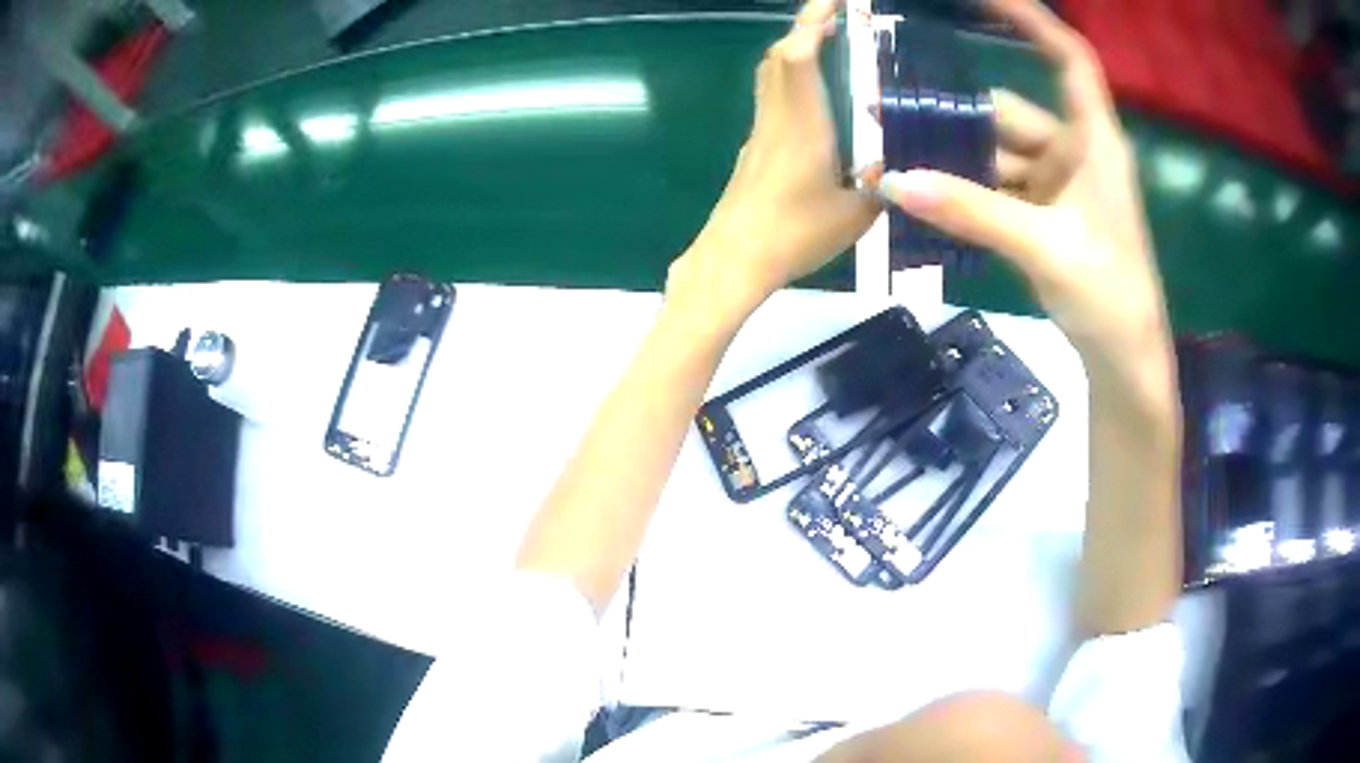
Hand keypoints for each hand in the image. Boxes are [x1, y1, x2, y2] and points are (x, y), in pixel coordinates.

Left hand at [668, 0, 879, 321]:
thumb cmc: (795, 233)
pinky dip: (792, 81)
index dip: (813, 20)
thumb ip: (882, 185)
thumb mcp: (857, 213)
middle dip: (806, 28)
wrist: (734, 260)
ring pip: (771, 75)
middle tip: (841, 20)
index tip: (836, 1)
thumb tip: (901, 170)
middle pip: (779, 55)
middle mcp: (776, 116)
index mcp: (802, 122)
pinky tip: (819, 102)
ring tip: (834, 49)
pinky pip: (772, 99)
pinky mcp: (755, 149)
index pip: (797, 54)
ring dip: (797, 51)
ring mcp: (760, 131)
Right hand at [876, 0, 1170, 384]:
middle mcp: (1073, 152)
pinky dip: (962, 194)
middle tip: (889, 120)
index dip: (1032, 21)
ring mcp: (1055, 186)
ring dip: (951, 163)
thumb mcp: (1044, 248)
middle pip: (1009, 113)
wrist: (1123, 359)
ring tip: (894, 166)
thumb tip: (893, 181)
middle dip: (954, 118)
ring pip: (995, 155)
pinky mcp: (1041, 216)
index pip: (1069, 59)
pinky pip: (994, 190)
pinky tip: (924, 200)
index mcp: (1093, 142)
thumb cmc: (1110, 296)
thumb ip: (972, 212)